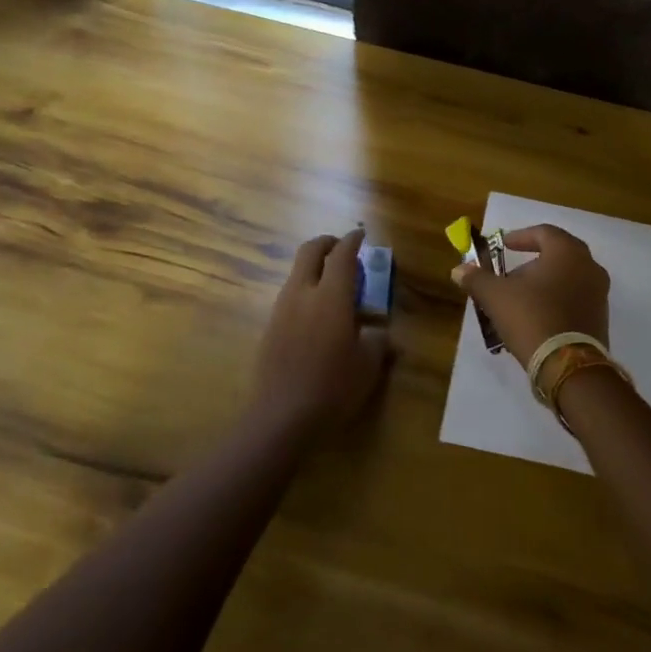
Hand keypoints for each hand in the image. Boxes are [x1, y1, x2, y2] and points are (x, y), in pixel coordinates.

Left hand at [251, 229, 390, 435]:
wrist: (282, 417)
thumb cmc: (333, 387)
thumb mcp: (368, 365)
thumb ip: (377, 341)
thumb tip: (381, 333)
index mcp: (331, 296)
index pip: (342, 254)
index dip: (352, 240)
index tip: (361, 234)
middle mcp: (302, 293)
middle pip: (310, 250)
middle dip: (327, 243)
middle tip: (343, 249)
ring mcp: (281, 309)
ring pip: (296, 272)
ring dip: (314, 268)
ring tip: (334, 286)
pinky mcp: (270, 327)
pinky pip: (289, 295)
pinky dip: (305, 291)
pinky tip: (317, 316)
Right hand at [451, 224, 609, 366]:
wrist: (568, 367)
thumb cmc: (532, 317)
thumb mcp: (496, 296)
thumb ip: (477, 279)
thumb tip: (458, 270)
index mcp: (568, 252)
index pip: (544, 232)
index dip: (520, 237)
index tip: (503, 245)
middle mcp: (590, 267)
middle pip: (557, 256)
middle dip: (531, 263)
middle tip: (510, 274)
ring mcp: (599, 294)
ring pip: (567, 279)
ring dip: (543, 284)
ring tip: (519, 300)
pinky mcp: (600, 319)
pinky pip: (575, 300)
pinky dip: (556, 302)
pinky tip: (536, 318)